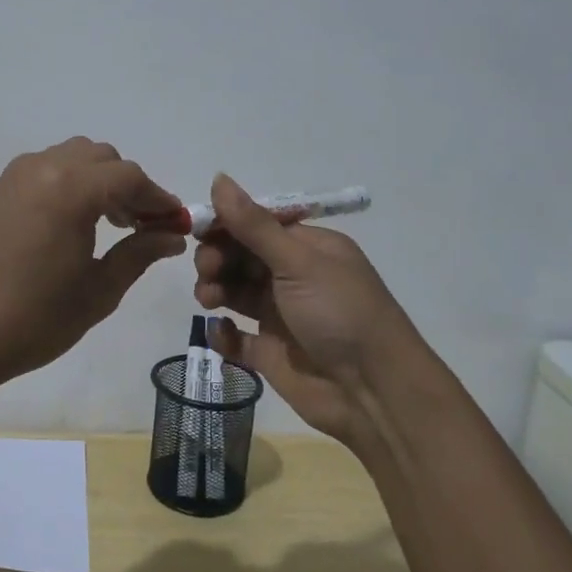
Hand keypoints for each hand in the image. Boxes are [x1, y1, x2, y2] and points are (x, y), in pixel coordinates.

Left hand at [0, 139, 187, 393]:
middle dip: (130, 187)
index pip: (130, 178)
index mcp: (72, 188)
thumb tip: (171, 236)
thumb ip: (139, 253)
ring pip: (74, 158)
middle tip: (143, 227)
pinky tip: (76, 224)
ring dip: (101, 182)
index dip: (159, 199)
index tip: (176, 225)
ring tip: (112, 225)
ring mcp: (17, 176)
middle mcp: (44, 167)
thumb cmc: (34, 318)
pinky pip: (48, 170)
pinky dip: (72, 184)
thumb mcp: (98, 290)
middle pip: (103, 159)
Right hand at [193, 173, 420, 446]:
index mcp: (308, 248)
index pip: (257, 224)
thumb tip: (218, 177)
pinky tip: (221, 330)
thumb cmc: (340, 314)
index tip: (198, 229)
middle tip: (207, 269)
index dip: (226, 224)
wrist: (373, 394)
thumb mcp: (298, 262)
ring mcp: (281, 315)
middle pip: (241, 256)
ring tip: (208, 299)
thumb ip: (253, 225)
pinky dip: (223, 332)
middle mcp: (294, 277)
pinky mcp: (270, 353)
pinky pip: (235, 336)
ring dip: (214, 288)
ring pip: (234, 291)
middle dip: (217, 257)